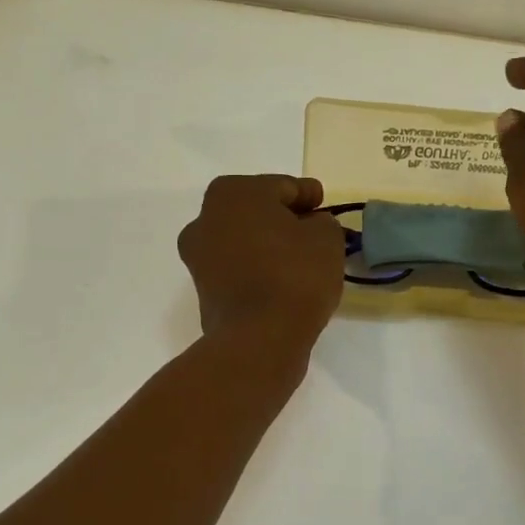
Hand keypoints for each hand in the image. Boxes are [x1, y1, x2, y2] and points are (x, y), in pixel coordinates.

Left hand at [177, 174, 343, 356]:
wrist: (259, 338)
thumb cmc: (294, 275)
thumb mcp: (326, 238)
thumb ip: (322, 222)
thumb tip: (309, 227)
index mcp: (233, 193)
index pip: (282, 187)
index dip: (307, 195)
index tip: (323, 205)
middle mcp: (205, 218)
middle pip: (256, 211)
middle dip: (283, 218)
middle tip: (313, 232)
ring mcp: (198, 256)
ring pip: (244, 240)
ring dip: (268, 245)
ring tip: (299, 260)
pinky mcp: (203, 290)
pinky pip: (238, 269)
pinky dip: (257, 269)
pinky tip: (281, 281)